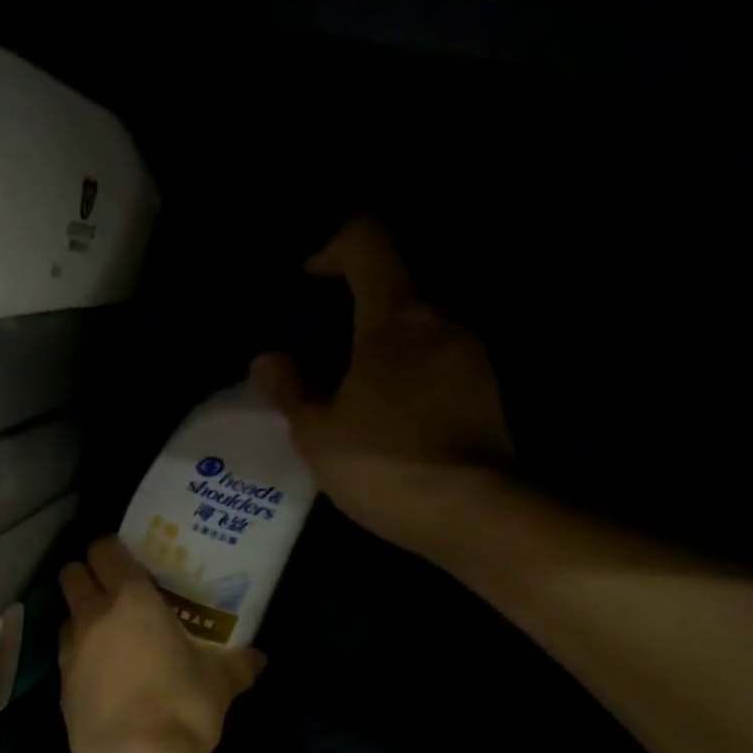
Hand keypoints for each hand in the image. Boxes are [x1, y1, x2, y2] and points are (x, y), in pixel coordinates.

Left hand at [58, 537, 263, 752]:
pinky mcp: (61, 685)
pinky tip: (103, 675)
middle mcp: (93, 616)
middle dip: (87, 575)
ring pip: (67, 615)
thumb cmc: (181, 707)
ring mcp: (70, 651)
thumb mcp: (219, 683)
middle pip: (72, 574)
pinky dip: (80, 655)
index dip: (112, 550)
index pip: (104, 550)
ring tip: (110, 636)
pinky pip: (67, 655)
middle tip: (115, 592)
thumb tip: (257, 658)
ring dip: (82, 617)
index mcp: (131, 600)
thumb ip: (237, 664)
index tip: (130, 561)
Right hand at [251, 216, 512, 557]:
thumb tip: (269, 359)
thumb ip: (291, 389)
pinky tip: (380, 409)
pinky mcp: (483, 384)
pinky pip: (434, 353)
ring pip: (417, 320)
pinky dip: (403, 364)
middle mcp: (443, 316)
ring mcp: (471, 349)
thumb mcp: (318, 433)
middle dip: (353, 300)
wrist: (470, 512)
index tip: (306, 281)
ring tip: (344, 383)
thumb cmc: (383, 463)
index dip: (332, 248)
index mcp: (398, 315)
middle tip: (317, 343)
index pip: (369, 241)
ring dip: (379, 338)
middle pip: (397, 279)